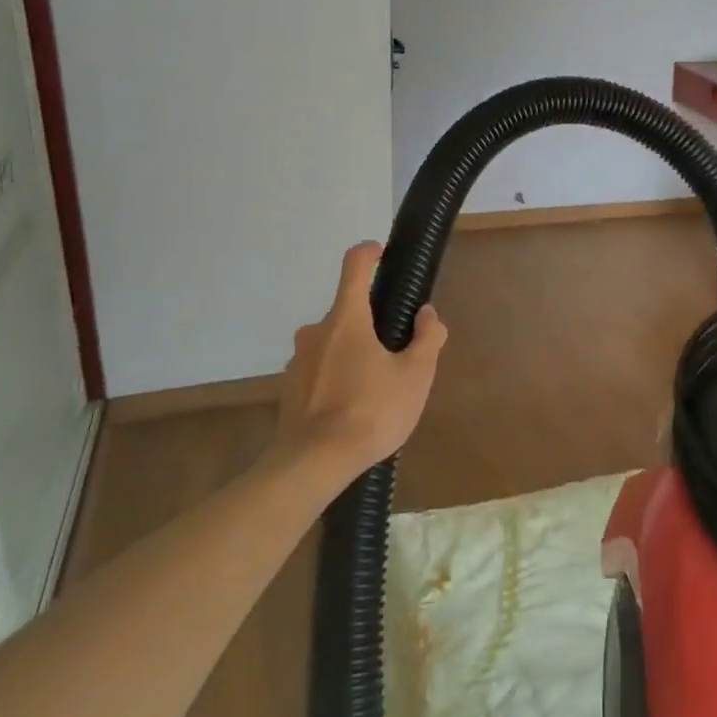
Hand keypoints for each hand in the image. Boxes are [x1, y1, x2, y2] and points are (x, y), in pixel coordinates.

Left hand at [275, 242, 447, 481]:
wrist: (313, 463)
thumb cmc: (371, 411)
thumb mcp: (415, 375)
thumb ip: (427, 338)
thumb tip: (426, 314)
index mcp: (346, 319)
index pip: (355, 266)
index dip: (370, 253)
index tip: (383, 254)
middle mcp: (316, 331)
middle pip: (347, 311)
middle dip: (372, 323)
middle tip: (397, 351)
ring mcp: (298, 361)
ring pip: (333, 343)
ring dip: (354, 352)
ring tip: (378, 386)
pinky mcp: (290, 389)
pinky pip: (320, 369)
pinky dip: (338, 376)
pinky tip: (354, 406)